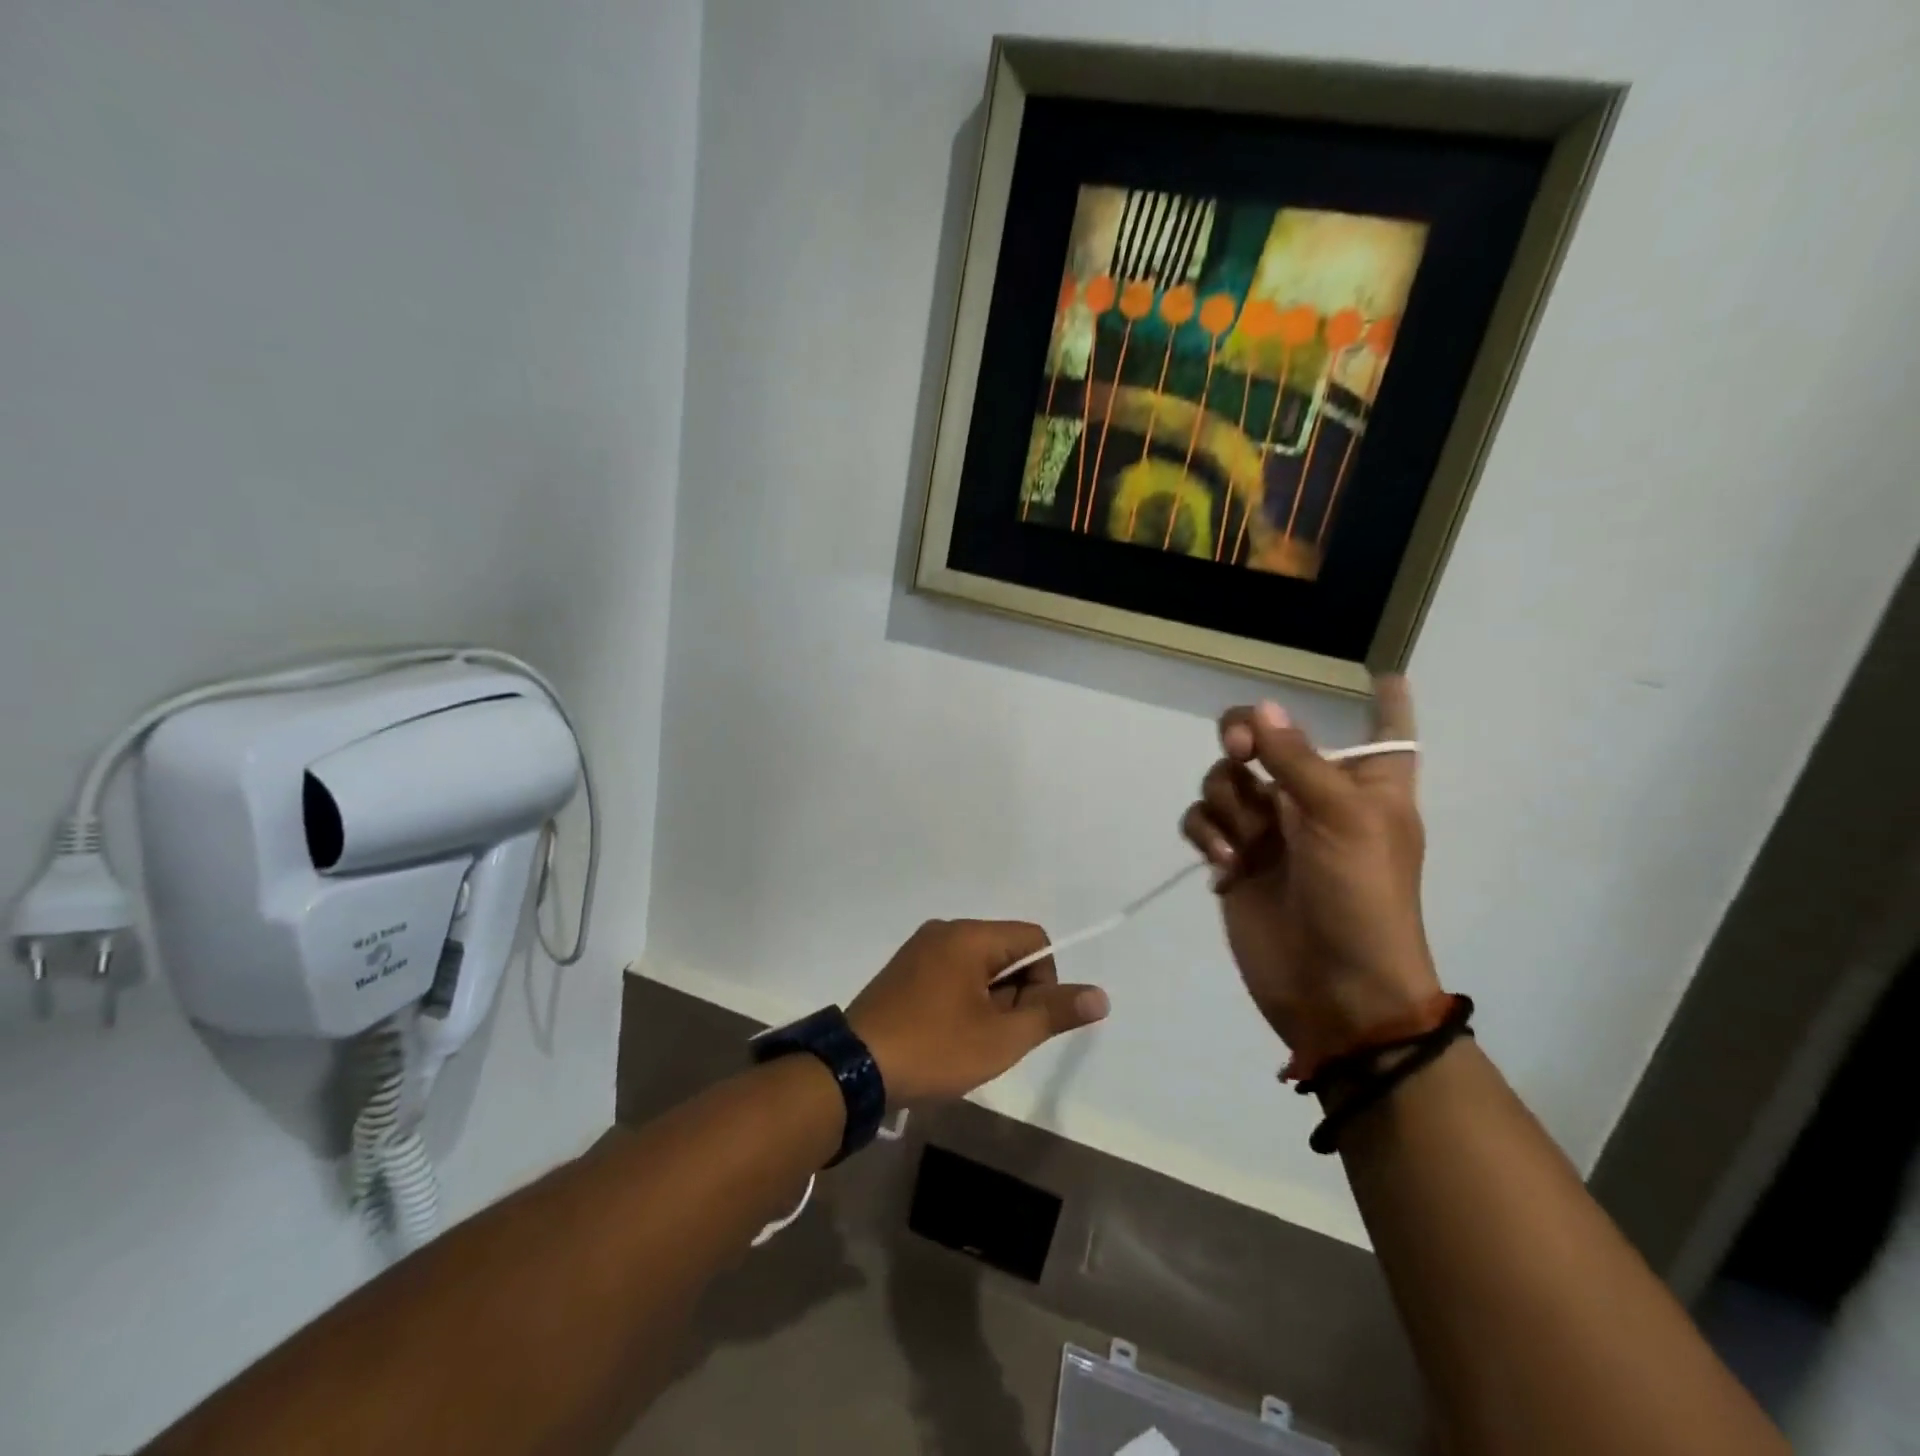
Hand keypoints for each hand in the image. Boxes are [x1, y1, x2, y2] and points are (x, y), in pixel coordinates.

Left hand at [847, 919, 1108, 1105]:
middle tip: (995, 1038)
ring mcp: (919, 950)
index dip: (1045, 980)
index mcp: (969, 935)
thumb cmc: (934, 1048)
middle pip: (1005, 952)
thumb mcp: (1001, 1038)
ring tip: (969, 1042)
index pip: (1033, 940)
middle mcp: (944, 931)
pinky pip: (951, 975)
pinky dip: (962, 1002)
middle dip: (1014, 995)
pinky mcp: (903, 971)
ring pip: (978, 967)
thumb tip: (1100, 995)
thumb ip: (1052, 1012)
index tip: (1025, 1021)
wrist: (854, 1069)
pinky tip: (947, 1037)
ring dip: (989, 1002)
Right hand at [1180, 677, 1440, 1064]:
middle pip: (1271, 737)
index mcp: (1365, 785)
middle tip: (1241, 748)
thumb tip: (1263, 708)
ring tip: (1244, 840)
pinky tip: (1224, 862)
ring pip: (1227, 777)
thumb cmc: (1362, 898)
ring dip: (1227, 799)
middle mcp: (1314, 797)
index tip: (1382, 673)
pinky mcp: (1234, 857)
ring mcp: (1270, 828)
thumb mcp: (1341, 819)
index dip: (1385, 702)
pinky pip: (1204, 819)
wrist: (1335, 991)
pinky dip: (1207, 833)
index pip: (1384, 731)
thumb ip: (1297, 760)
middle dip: (1248, 735)